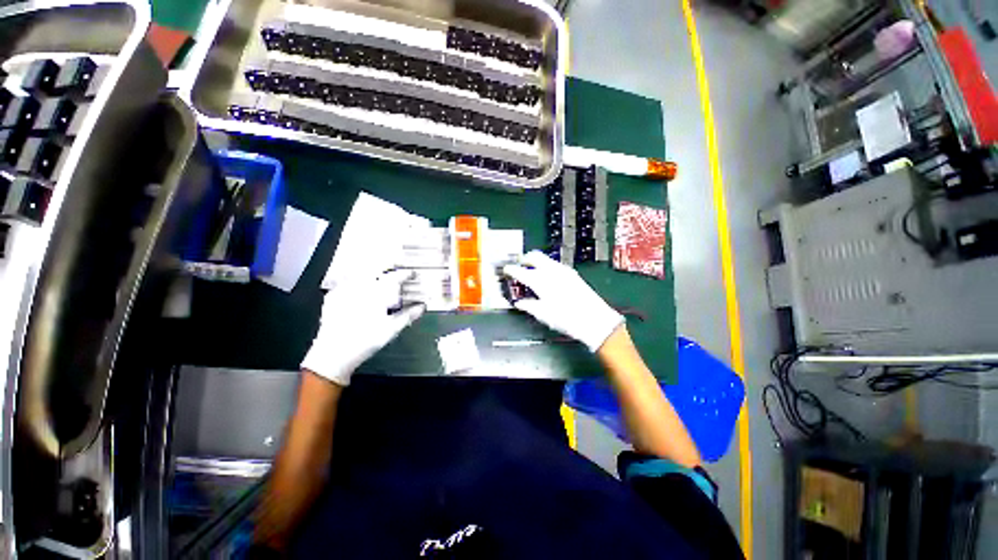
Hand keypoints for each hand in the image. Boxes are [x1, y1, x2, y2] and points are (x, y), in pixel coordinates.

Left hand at [301, 269, 424, 385]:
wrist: (333, 354)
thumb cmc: (365, 341)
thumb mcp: (391, 329)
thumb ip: (408, 315)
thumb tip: (422, 307)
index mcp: (376, 294)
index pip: (394, 278)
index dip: (405, 274)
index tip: (412, 273)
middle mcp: (359, 288)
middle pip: (375, 268)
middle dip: (388, 264)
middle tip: (396, 263)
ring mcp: (344, 290)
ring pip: (359, 272)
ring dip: (371, 269)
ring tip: (379, 270)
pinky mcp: (333, 297)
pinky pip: (346, 281)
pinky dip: (356, 278)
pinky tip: (358, 283)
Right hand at [503, 250, 622, 351]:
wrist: (594, 320)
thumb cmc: (566, 319)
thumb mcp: (543, 315)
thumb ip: (529, 306)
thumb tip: (520, 303)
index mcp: (541, 281)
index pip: (520, 271)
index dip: (511, 269)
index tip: (506, 270)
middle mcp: (551, 271)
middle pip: (534, 256)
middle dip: (524, 258)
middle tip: (519, 265)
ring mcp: (563, 271)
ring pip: (545, 258)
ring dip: (536, 261)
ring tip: (531, 271)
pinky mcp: (572, 274)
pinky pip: (555, 264)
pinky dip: (546, 266)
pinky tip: (547, 277)